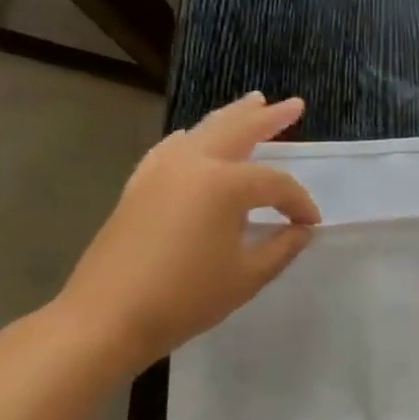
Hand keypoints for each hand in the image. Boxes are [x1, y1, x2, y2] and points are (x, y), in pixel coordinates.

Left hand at [54, 92, 319, 370]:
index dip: (298, 203)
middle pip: (238, 131)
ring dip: (232, 117)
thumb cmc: (186, 298)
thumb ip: (281, 248)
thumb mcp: (247, 276)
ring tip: (254, 102)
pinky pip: (171, 148)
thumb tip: (301, 230)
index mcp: (224, 185)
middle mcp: (192, 164)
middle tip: (294, 104)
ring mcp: (160, 171)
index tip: (310, 224)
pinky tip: (192, 136)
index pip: (275, 184)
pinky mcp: (139, 185)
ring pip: (203, 131)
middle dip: (269, 118)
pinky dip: (191, 137)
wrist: (107, 317)